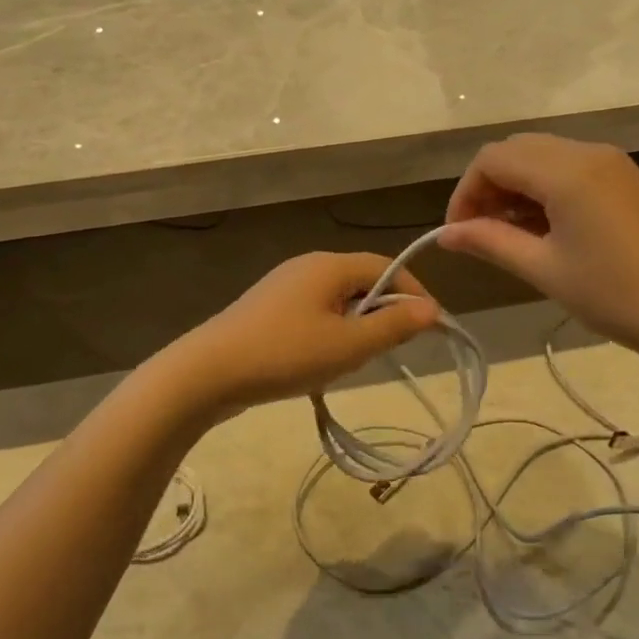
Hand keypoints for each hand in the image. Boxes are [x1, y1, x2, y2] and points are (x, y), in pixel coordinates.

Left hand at [161, 252, 439, 416]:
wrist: (207, 373)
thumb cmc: (285, 354)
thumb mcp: (348, 346)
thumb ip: (393, 327)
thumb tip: (431, 310)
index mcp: (329, 265)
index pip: (386, 267)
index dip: (413, 294)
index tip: (432, 325)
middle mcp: (308, 266)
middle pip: (361, 281)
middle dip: (383, 312)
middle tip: (393, 348)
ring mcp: (284, 286)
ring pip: (337, 300)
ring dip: (356, 325)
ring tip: (356, 360)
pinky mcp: (268, 309)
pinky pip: (314, 312)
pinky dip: (330, 332)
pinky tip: (321, 362)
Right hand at [437, 133, 638, 363]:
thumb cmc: (614, 294)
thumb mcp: (544, 269)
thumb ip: (490, 242)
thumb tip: (445, 235)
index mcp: (565, 171)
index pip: (492, 159)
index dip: (465, 192)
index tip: (459, 232)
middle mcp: (588, 151)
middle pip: (517, 150)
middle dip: (489, 185)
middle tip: (481, 231)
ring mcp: (613, 162)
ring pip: (544, 155)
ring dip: (517, 185)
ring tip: (511, 233)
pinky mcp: (628, 177)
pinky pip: (572, 166)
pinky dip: (546, 187)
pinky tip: (548, 227)